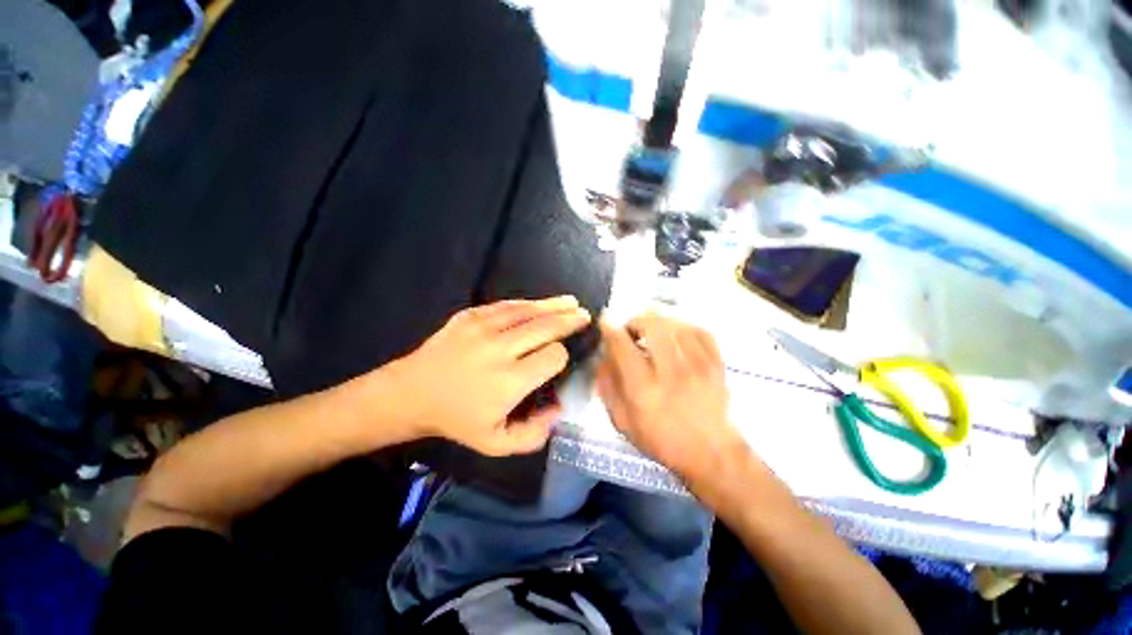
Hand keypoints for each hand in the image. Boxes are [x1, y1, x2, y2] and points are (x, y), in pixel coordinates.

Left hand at [385, 296, 590, 455]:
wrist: (413, 394)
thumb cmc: (456, 421)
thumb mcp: (496, 444)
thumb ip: (533, 435)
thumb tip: (557, 410)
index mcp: (510, 380)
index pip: (553, 356)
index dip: (563, 357)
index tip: (562, 362)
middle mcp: (500, 349)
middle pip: (545, 326)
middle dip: (569, 319)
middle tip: (586, 315)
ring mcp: (482, 328)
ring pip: (526, 310)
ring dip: (551, 305)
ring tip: (570, 301)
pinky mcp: (467, 317)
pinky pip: (503, 306)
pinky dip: (523, 304)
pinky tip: (535, 304)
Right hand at [596, 314, 744, 482]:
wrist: (709, 451)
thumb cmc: (662, 442)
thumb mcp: (624, 424)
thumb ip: (609, 389)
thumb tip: (602, 359)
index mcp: (644, 391)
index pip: (622, 346)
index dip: (610, 329)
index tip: (606, 323)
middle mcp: (671, 373)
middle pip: (652, 325)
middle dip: (636, 321)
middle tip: (632, 330)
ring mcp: (698, 366)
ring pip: (676, 325)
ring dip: (661, 323)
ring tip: (655, 333)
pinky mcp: (716, 363)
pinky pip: (700, 331)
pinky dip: (686, 328)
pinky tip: (679, 337)